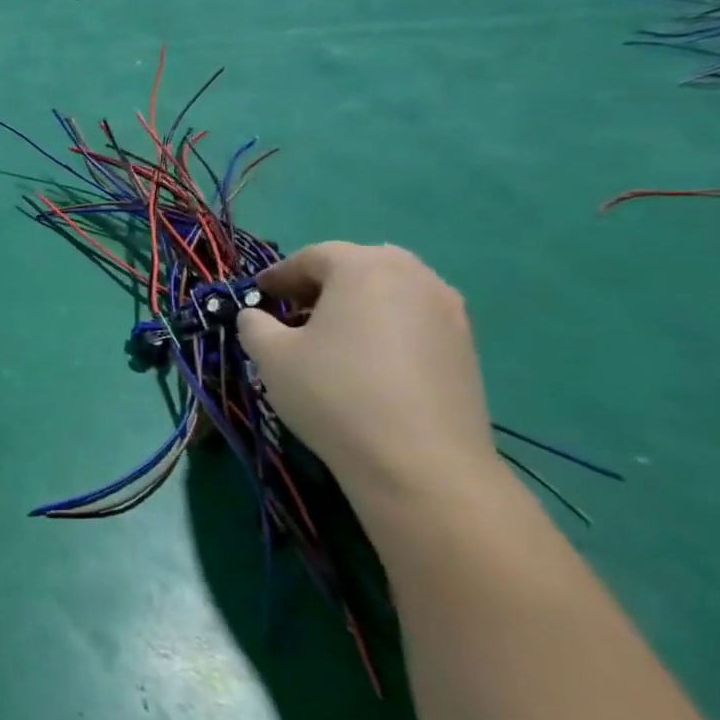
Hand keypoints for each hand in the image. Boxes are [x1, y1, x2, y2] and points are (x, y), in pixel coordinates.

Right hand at [236, 242, 502, 512]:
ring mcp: (449, 311)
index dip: (277, 275)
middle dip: (320, 285)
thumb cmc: (334, 393)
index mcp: (363, 267)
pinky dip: (384, 327)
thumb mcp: (271, 355)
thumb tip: (256, 317)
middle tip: (292, 313)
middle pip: (356, 267)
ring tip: (328, 339)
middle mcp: (414, 276)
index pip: (311, 257)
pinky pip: (413, 320)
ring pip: (389, 293)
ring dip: (354, 306)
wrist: (420, 462)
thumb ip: (253, 324)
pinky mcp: (466, 347)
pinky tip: (364, 362)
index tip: (256, 297)